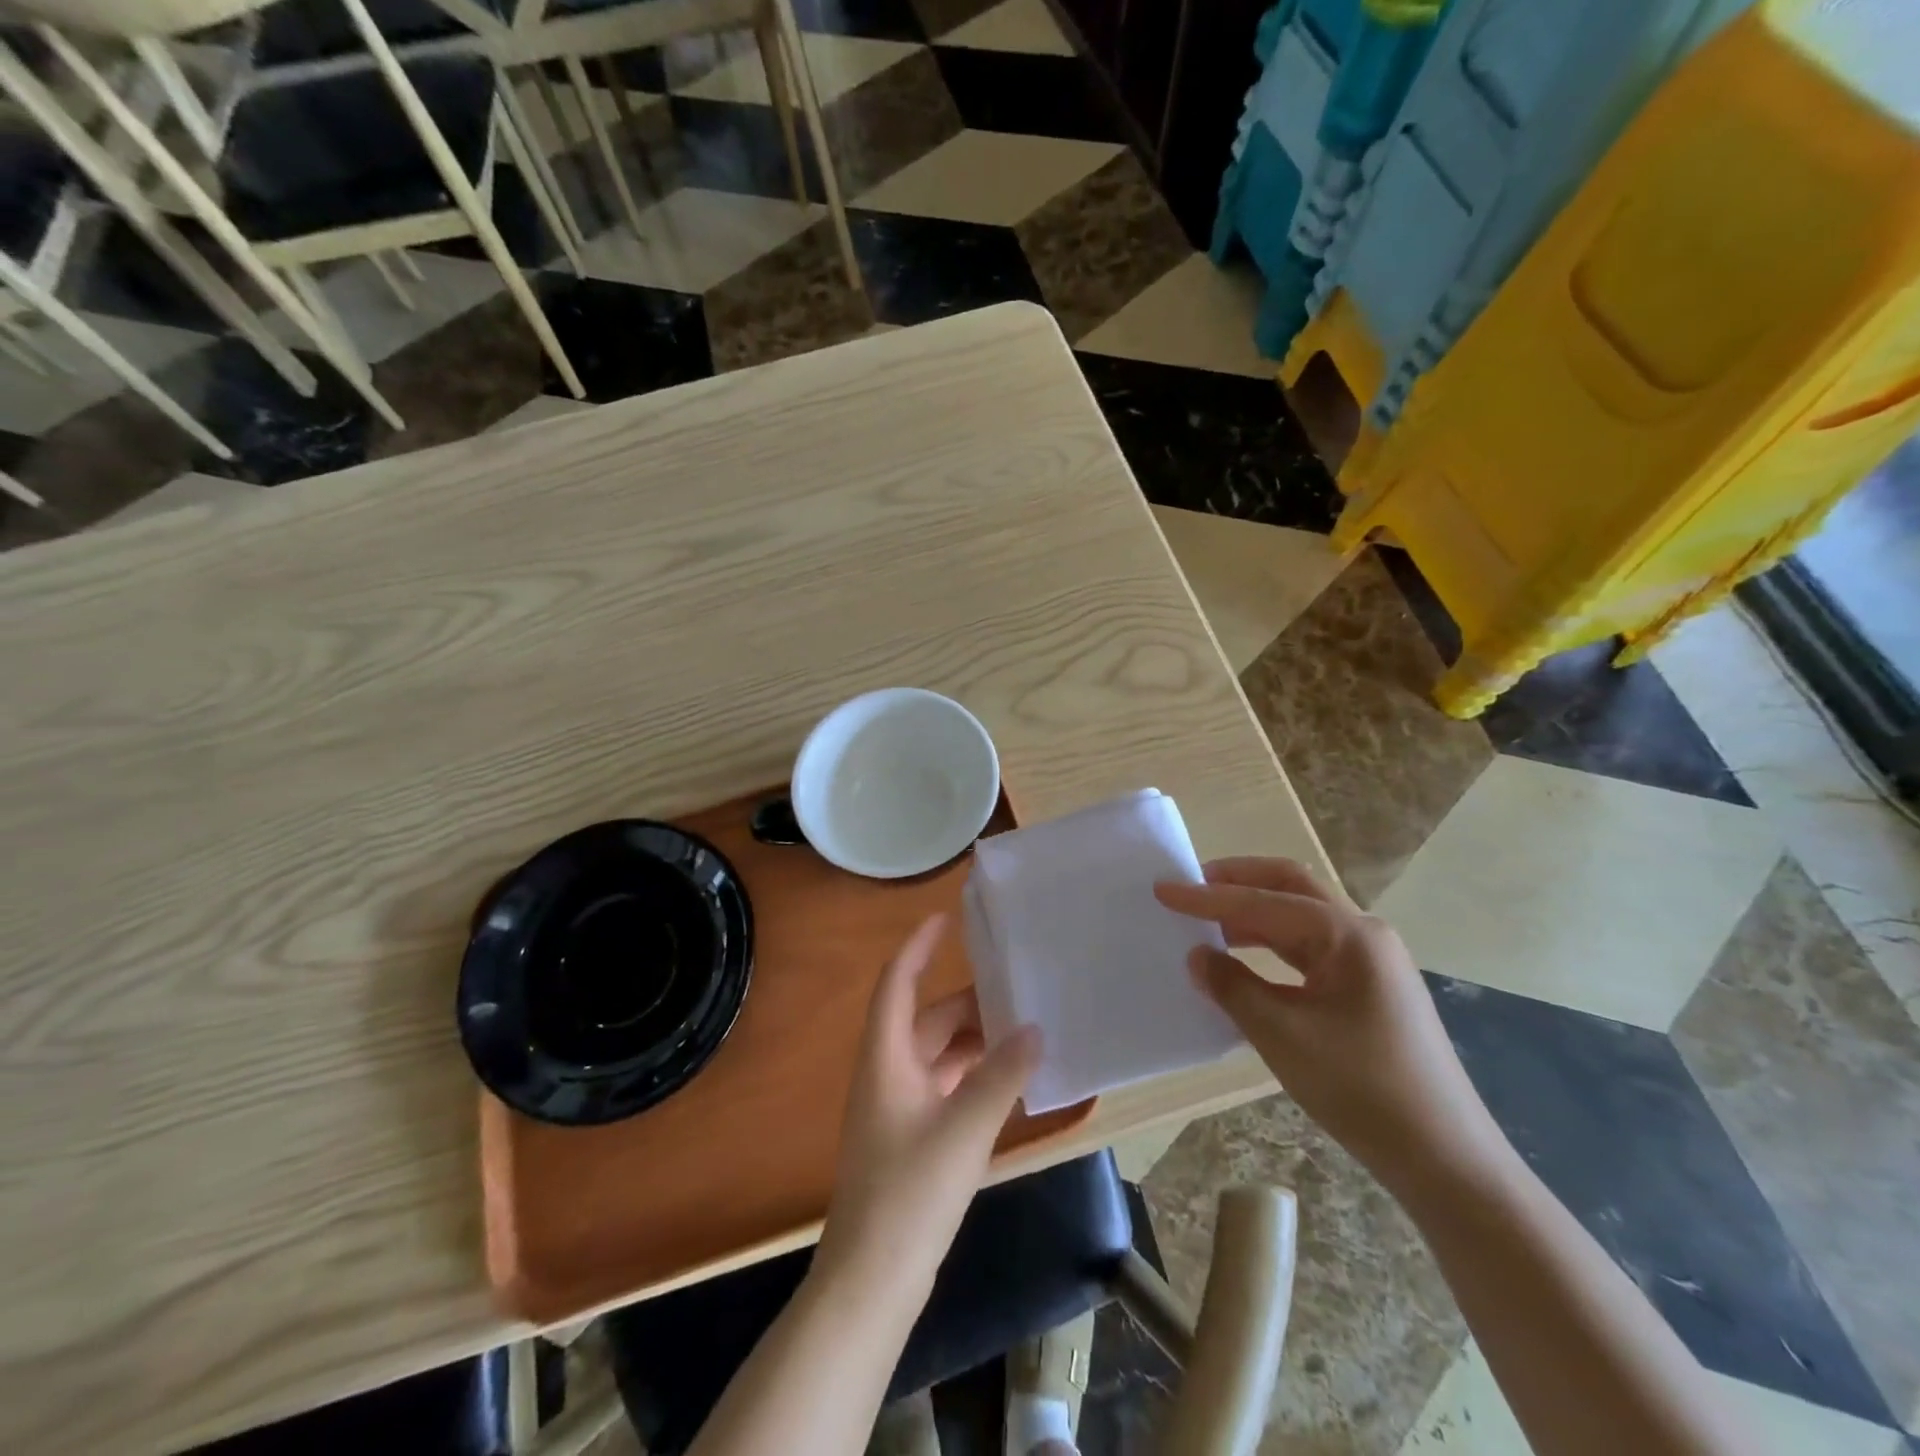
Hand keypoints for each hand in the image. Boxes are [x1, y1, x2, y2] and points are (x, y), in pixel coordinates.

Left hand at [816, 914, 1041, 1291]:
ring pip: (937, 1055)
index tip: (945, 919)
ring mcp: (897, 1108)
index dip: (916, 948)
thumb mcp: (963, 1128)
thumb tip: (1034, 1028)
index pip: (896, 985)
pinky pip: (944, 1087)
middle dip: (966, 1002)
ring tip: (1020, 1030)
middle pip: (925, 1020)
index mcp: (886, 1058)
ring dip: (973, 1042)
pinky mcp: (911, 1138)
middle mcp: (887, 1073)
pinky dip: (972, 1076)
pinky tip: (1007, 1081)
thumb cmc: (910, 1192)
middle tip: (1014, 989)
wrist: (872, 1280)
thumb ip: (1001, 1076)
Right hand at [1155, 859, 1505, 1193]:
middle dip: (1238, 880)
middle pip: (1290, 886)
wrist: (1445, 1159)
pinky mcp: (1369, 987)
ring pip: (1300, 915)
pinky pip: (1310, 947)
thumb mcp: (1283, 1036)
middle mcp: (1363, 934)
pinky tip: (1244, 959)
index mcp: (1348, 935)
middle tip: (1190, 886)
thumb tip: (1198, 956)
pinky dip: (1271, 942)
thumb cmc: (1362, 1090)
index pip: (1263, 902)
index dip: (1207, 897)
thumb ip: (1233, 987)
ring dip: (1253, 912)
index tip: (1162, 889)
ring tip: (1207, 922)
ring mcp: (1371, 960)